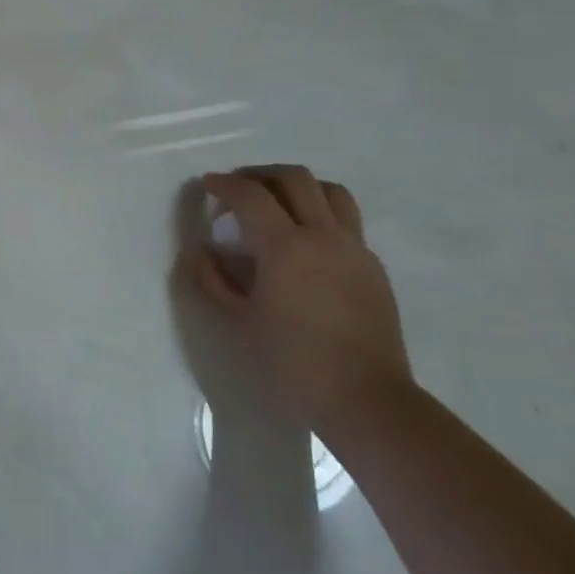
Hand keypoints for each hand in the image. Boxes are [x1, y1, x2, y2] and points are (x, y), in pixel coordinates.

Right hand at [193, 165, 412, 435]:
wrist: (366, 399)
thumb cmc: (292, 362)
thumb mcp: (238, 323)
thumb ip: (212, 280)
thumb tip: (202, 250)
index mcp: (286, 247)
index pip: (250, 195)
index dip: (224, 184)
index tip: (207, 185)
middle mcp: (323, 236)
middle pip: (294, 178)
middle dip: (260, 174)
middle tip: (238, 187)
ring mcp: (354, 248)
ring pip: (330, 191)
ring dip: (297, 186)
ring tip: (276, 202)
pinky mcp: (372, 266)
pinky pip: (346, 220)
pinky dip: (320, 212)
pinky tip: (304, 240)